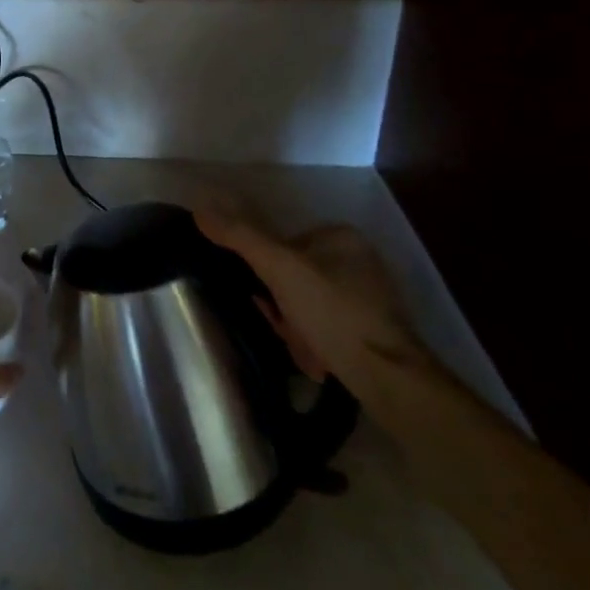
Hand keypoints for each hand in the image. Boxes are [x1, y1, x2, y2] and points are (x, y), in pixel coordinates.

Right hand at [192, 213, 429, 390]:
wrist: (389, 379)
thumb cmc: (333, 312)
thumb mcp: (279, 268)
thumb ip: (240, 237)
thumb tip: (200, 210)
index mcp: (342, 238)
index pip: (283, 246)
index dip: (266, 273)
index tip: (263, 298)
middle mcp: (359, 262)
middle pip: (293, 277)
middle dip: (281, 305)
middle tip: (282, 326)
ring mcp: (369, 298)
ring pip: (306, 305)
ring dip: (295, 326)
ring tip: (302, 350)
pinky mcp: (372, 332)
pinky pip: (326, 328)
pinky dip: (315, 343)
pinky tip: (317, 361)